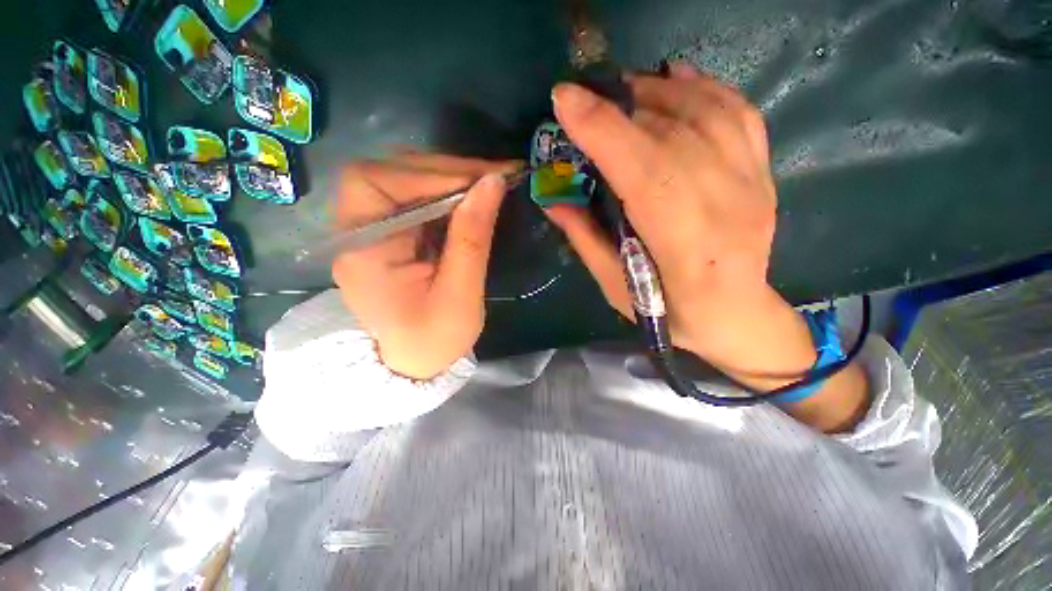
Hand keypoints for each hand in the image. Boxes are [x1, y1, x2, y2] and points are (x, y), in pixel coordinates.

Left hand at [331, 153, 514, 379]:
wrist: (415, 363)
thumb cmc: (434, 340)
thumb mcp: (460, 295)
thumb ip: (473, 238)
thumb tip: (492, 183)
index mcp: (362, 251)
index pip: (377, 183)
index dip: (428, 172)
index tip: (482, 179)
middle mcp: (357, 232)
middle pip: (389, 173)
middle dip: (445, 170)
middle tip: (494, 175)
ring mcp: (372, 230)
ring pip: (403, 180)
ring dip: (447, 177)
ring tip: (488, 183)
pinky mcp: (391, 233)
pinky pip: (415, 198)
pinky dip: (446, 192)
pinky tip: (472, 197)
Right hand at [548, 63, 867, 429]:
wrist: (736, 316)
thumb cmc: (669, 313)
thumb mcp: (616, 287)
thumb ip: (585, 239)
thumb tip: (552, 198)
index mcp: (684, 246)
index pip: (644, 172)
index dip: (603, 130)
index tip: (564, 100)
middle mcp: (725, 206)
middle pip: (671, 135)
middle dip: (619, 106)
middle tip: (584, 96)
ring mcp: (752, 184)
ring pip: (706, 114)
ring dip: (656, 92)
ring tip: (621, 89)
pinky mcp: (762, 173)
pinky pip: (739, 114)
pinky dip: (704, 87)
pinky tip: (674, 78)